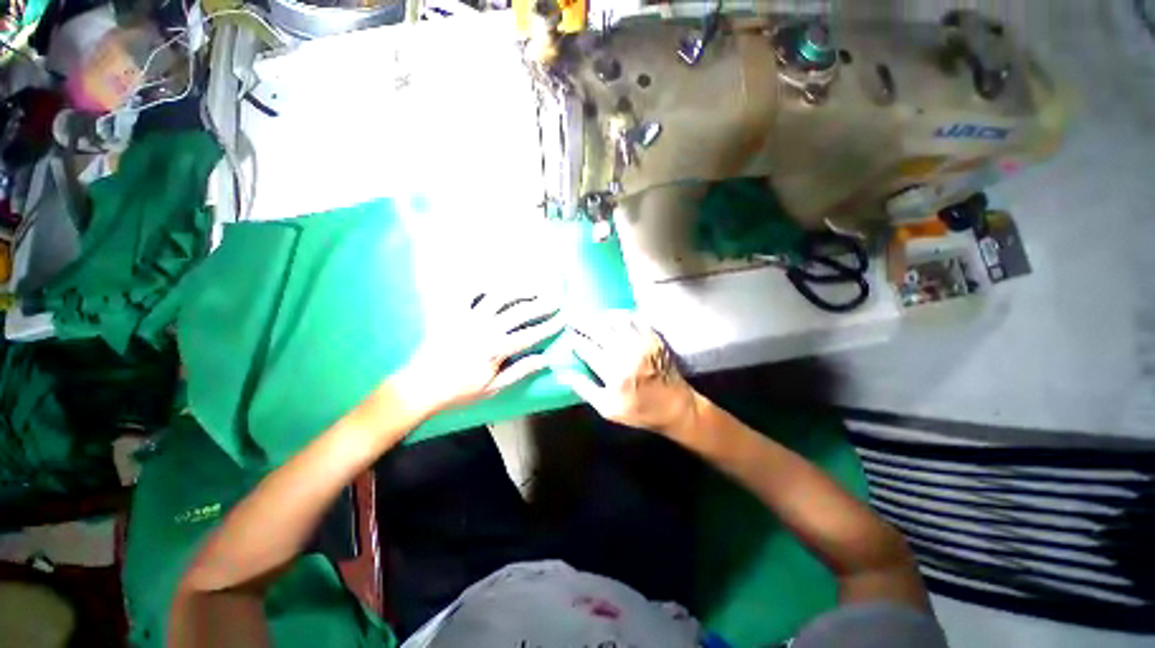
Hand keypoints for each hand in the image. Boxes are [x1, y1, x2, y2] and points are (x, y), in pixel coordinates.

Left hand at [398, 293, 563, 413]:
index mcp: (496, 349)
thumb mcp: (493, 388)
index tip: (562, 319)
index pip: (530, 334)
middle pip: (519, 311)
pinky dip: (484, 285)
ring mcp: (468, 317)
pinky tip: (497, 284)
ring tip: (534, 287)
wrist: (420, 387)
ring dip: (519, 290)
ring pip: (498, 296)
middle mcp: (485, 328)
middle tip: (556, 299)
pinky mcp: (452, 312)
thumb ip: (520, 371)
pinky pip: (468, 293)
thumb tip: (545, 359)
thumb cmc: (458, 391)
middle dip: (541, 304)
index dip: (549, 326)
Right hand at [557, 311, 698, 435]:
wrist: (676, 406)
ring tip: (591, 316)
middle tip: (572, 318)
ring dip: (600, 317)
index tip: (567, 336)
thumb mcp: (608, 409)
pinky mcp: (653, 338)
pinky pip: (635, 319)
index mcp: (614, 372)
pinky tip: (614, 315)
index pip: (587, 349)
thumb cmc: (640, 411)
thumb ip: (586, 390)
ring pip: (616, 321)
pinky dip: (622, 315)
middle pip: (598, 330)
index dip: (574, 341)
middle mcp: (627, 353)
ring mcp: (642, 343)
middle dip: (582, 323)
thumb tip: (565, 374)